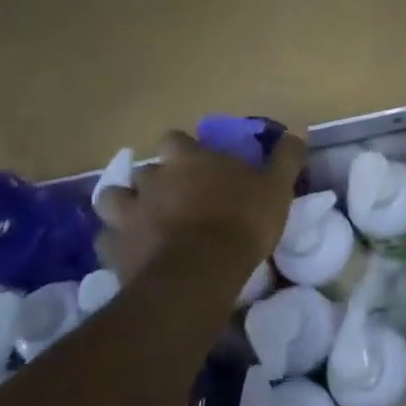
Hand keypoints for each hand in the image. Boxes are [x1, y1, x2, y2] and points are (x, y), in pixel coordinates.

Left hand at [91, 128, 306, 283]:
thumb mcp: (276, 187)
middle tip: (175, 196)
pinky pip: (107, 238)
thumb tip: (298, 131)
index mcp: (188, 159)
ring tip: (142, 218)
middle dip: (155, 180)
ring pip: (112, 198)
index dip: (183, 150)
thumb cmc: (241, 221)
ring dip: (125, 205)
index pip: (174, 139)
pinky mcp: (114, 248)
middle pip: (143, 169)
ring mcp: (128, 213)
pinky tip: (132, 251)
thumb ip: (285, 158)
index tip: (196, 163)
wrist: (200, 273)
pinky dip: (118, 241)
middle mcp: (152, 178)